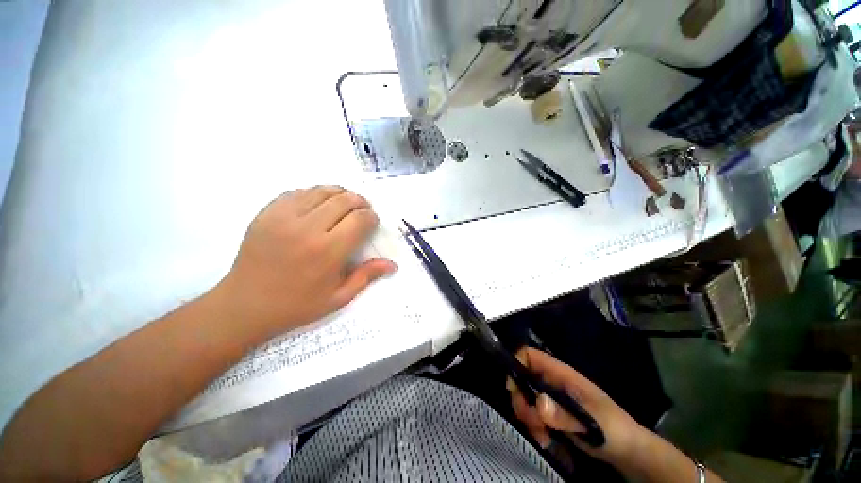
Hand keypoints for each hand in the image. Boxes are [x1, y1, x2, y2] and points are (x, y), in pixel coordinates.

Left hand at [216, 186, 396, 336]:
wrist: (245, 305)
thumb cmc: (297, 305)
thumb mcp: (338, 297)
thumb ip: (367, 276)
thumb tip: (392, 264)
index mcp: (328, 251)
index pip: (360, 219)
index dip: (371, 217)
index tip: (372, 222)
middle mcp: (308, 228)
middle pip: (344, 200)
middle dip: (360, 202)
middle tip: (363, 210)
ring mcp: (284, 217)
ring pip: (322, 190)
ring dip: (340, 194)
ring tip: (345, 203)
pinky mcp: (267, 212)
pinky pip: (298, 192)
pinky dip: (315, 194)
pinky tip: (319, 204)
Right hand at [508, 347, 655, 466]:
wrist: (627, 450)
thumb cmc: (612, 429)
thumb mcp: (591, 423)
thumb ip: (565, 415)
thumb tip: (538, 403)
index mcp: (560, 373)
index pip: (529, 355)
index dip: (516, 365)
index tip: (514, 390)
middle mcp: (551, 382)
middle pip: (521, 378)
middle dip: (521, 400)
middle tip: (533, 422)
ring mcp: (551, 398)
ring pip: (525, 398)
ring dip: (528, 418)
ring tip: (543, 436)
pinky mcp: (551, 414)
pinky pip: (532, 415)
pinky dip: (534, 428)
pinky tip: (546, 440)